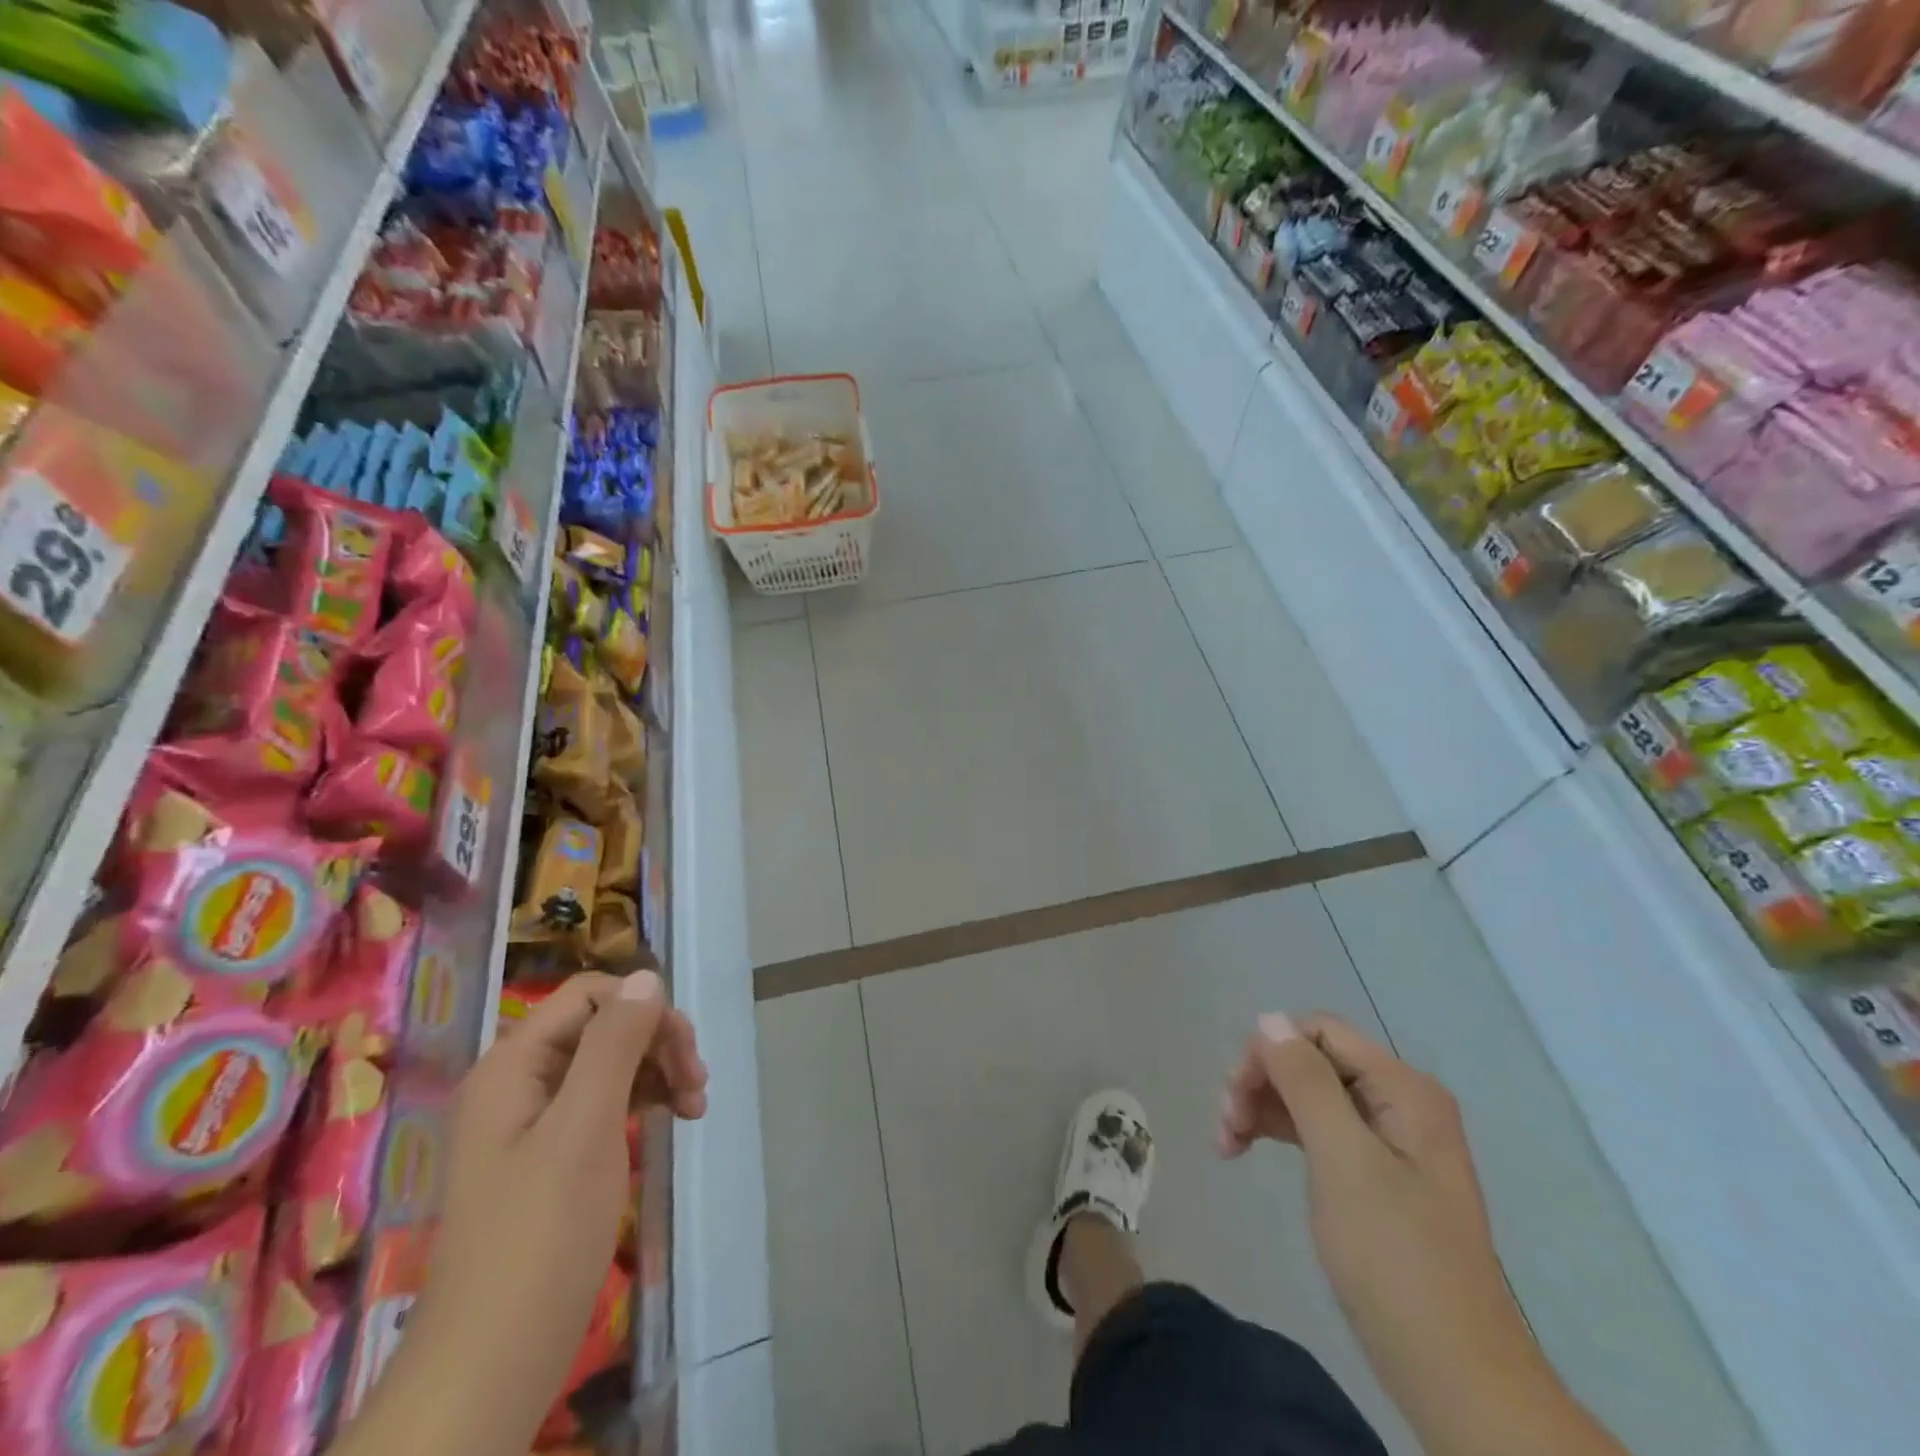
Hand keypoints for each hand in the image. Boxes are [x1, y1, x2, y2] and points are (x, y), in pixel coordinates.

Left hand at [357, 971, 705, 1455]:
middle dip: (656, 1042)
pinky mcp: (550, 1155)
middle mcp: (518, 1082)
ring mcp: (532, 1121)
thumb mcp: (585, 1127)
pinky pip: (603, 1101)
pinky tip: (671, 1119)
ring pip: (609, 1062)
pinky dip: (642, 1101)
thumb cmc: (540, 1236)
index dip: (642, 1009)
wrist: (490, 1366)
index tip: (684, 1051)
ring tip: (695, 1107)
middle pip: (602, 1026)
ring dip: (657, 1071)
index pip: (589, 996)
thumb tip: (646, 976)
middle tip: (699, 1084)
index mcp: (512, 1065)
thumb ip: (614, 1044)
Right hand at [1219, 1013, 1623, 1455]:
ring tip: (1228, 1144)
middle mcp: (1399, 1102)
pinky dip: (1280, 1133)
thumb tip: (1269, 1019)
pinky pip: (1317, 1129)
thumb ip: (1306, 1081)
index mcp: (1403, 1089)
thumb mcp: (1343, 1160)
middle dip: (1261, 1082)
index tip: (1234, 1094)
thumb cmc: (1395, 1259)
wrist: (1454, 1376)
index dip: (1269, 1050)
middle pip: (1310, 1060)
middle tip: (1226, 1126)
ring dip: (1262, 1108)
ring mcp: (1388, 1140)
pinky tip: (1249, 1150)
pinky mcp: (1375, 1175)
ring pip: (1308, 1094)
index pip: (1319, 1032)